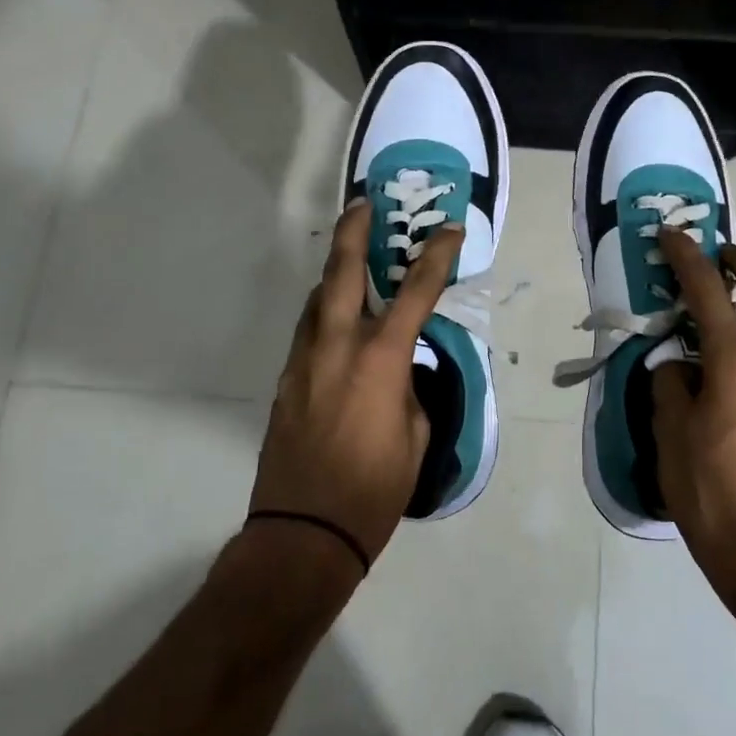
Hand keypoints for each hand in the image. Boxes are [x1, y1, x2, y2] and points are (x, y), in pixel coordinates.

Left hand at [251, 201, 463, 564]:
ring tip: (351, 259)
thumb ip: (408, 390)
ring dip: (335, 272)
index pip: (417, 291)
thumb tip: (398, 372)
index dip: (437, 255)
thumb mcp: (415, 435)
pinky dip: (324, 313)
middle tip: (363, 204)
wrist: (302, 532)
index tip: (450, 229)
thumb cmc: (373, 489)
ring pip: (317, 299)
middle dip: (355, 231)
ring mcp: (304, 361)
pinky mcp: (285, 381)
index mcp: (380, 358)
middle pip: (343, 272)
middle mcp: (338, 346)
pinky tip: (336, 320)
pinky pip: (308, 331)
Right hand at [652, 230, 735, 596]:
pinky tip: (732, 373)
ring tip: (719, 319)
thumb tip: (680, 366)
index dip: (687, 256)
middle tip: (720, 255)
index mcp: (735, 360)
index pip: (708, 290)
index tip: (671, 233)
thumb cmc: (708, 486)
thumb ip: (672, 383)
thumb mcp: (670, 430)